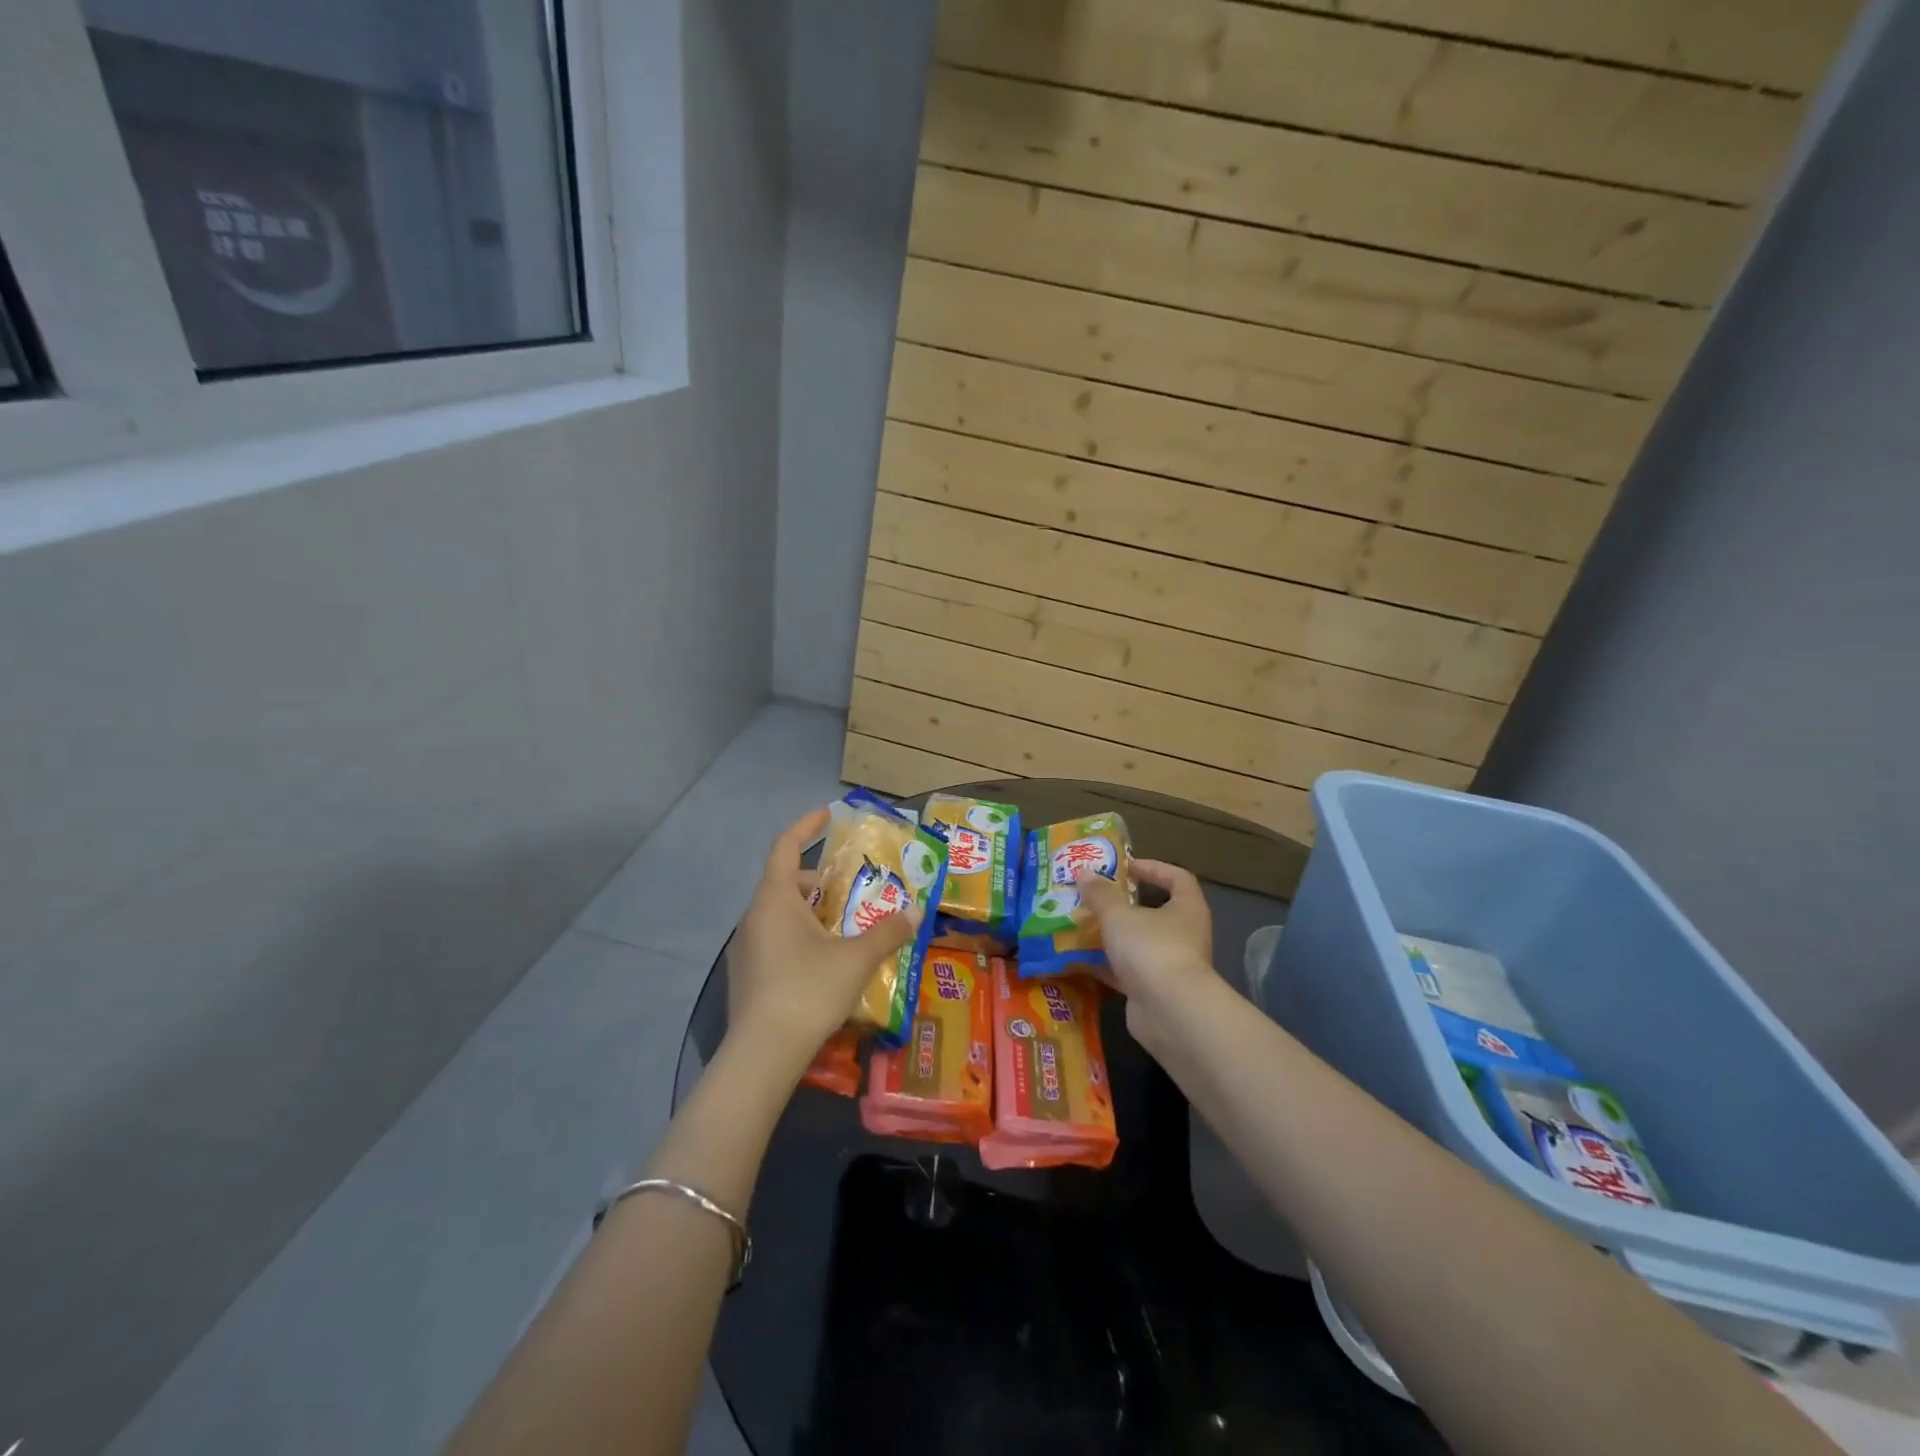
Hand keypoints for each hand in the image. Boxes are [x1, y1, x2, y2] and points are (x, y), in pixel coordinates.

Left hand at [724, 807, 919, 1078]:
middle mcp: (753, 916)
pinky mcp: (746, 976)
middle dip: (819, 880)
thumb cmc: (808, 991)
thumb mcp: (856, 959)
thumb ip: (887, 932)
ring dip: (810, 912)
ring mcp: (745, 948)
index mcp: (774, 899)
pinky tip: (823, 962)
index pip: (785, 846)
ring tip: (844, 926)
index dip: (806, 826)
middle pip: (785, 882)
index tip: (828, 814)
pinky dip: (798, 937)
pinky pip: (773, 940)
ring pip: (780, 915)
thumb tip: (915, 912)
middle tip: (852, 888)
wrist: (762, 1054)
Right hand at [1077, 859, 1217, 1048]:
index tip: (1124, 867)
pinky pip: (1127, 971)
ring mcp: (1171, 965)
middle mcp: (1185, 934)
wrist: (1170, 1013)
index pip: (1177, 878)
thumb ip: (1100, 894)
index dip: (1152, 868)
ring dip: (1112, 935)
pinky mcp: (1154, 991)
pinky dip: (1106, 965)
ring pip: (1138, 943)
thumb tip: (1084, 872)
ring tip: (1079, 924)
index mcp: (1187, 908)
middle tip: (1094, 896)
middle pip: (1155, 911)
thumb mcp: (1118, 915)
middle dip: (1123, 904)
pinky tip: (1078, 960)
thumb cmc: (1151, 949)